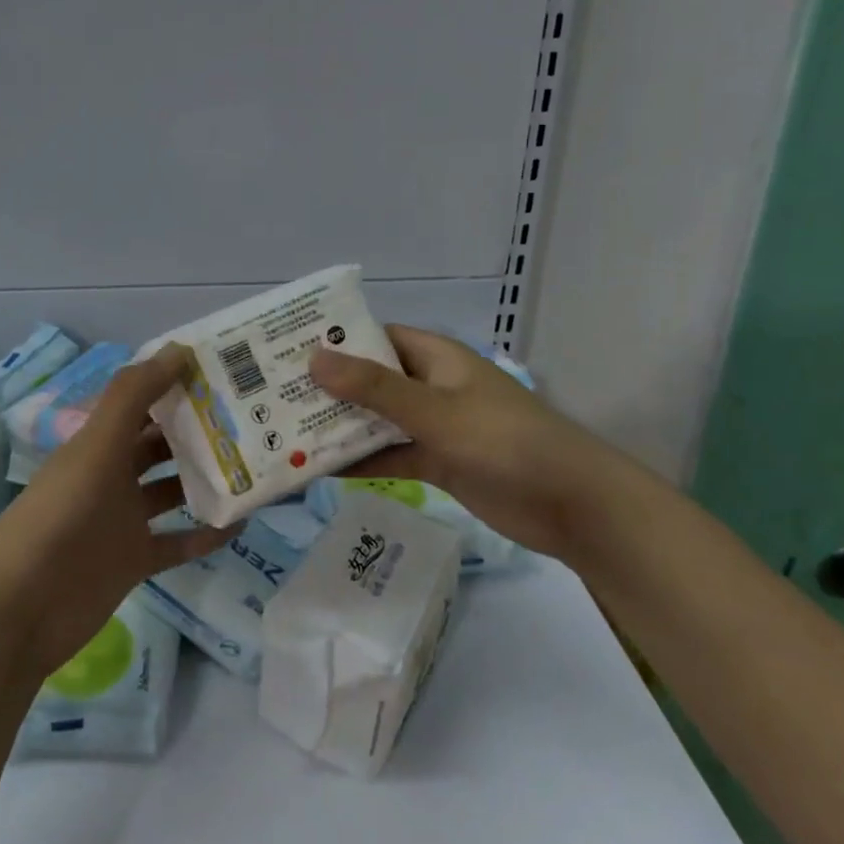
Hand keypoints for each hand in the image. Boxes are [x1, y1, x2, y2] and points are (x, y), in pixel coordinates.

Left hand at [0, 343, 230, 677]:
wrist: (23, 609)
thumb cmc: (61, 517)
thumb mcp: (96, 448)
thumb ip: (133, 396)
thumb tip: (179, 349)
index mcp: (98, 444)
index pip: (141, 403)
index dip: (174, 384)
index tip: (222, 371)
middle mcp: (112, 476)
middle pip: (160, 445)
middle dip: (198, 430)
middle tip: (250, 416)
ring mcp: (123, 520)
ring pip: (173, 490)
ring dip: (206, 478)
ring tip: (254, 464)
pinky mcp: (135, 561)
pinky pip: (179, 542)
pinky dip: (207, 534)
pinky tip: (242, 523)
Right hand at [309, 325, 633, 560]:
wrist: (572, 505)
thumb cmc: (506, 442)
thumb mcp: (435, 411)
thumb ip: (375, 389)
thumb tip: (313, 358)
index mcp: (435, 357)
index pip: (374, 338)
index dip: (333, 343)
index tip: (285, 353)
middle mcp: (430, 386)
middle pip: (369, 381)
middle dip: (327, 390)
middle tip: (271, 400)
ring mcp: (434, 426)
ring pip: (376, 421)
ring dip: (339, 429)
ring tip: (283, 436)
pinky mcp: (438, 463)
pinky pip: (390, 456)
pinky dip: (361, 462)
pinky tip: (319, 472)